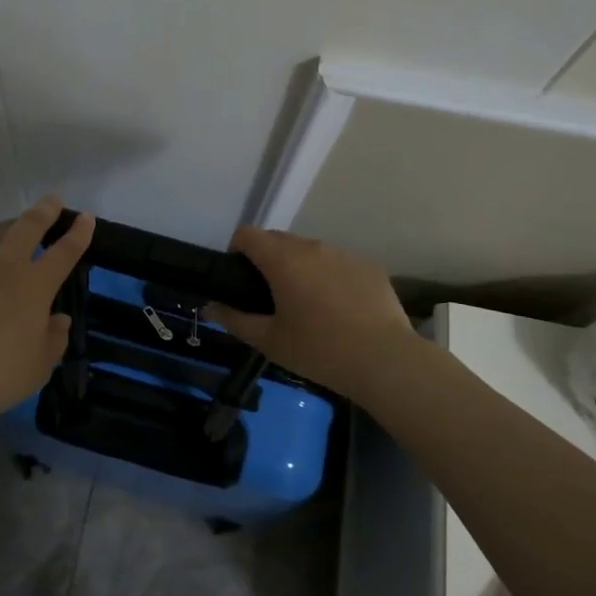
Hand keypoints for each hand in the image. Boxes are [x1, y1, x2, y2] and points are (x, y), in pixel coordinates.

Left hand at [0, 197, 94, 435]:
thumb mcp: (38, 366)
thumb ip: (54, 338)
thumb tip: (57, 319)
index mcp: (34, 285)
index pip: (65, 251)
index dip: (79, 233)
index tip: (86, 217)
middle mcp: (2, 265)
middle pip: (28, 226)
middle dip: (44, 210)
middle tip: (52, 201)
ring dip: (3, 228)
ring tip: (7, 230)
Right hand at [204, 227, 420, 396]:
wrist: (385, 361)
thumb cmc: (320, 350)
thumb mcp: (270, 341)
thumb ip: (235, 320)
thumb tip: (210, 307)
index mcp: (283, 260)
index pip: (247, 235)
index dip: (236, 251)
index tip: (238, 278)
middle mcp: (312, 247)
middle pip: (278, 240)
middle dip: (267, 259)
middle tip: (269, 296)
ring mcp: (344, 254)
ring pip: (310, 251)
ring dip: (300, 267)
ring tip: (307, 304)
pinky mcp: (369, 266)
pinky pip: (338, 263)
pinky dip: (330, 277)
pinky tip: (340, 310)